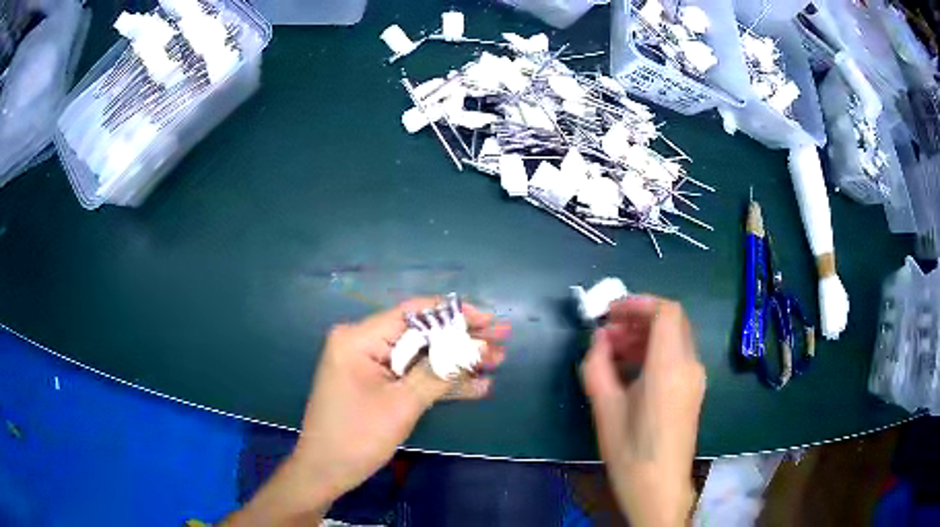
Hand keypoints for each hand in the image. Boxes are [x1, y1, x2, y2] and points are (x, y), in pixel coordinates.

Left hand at [226, 297, 508, 525]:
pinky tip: (476, 386)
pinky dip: (440, 383)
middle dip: (463, 339)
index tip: (489, 319)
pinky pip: (412, 377)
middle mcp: (363, 344)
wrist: (326, 471)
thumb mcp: (402, 404)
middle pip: (421, 334)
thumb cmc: (357, 437)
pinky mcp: (377, 385)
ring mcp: (370, 365)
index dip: (455, 314)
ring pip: (421, 357)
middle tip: (503, 339)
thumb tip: (476, 345)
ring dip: (458, 362)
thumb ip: (439, 371)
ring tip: (498, 360)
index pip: (413, 314)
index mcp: (359, 338)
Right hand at [581, 296, 705, 526]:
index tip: (609, 312)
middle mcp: (690, 366)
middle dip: (638, 319)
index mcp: (670, 367)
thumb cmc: (630, 451)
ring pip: (675, 338)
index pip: (666, 312)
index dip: (638, 303)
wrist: (659, 487)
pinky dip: (654, 351)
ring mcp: (695, 378)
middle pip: (672, 322)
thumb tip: (599, 338)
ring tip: (613, 351)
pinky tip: (630, 369)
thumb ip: (598, 365)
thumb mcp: (605, 407)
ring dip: (645, 335)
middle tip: (607, 333)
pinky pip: (676, 356)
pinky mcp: (693, 390)